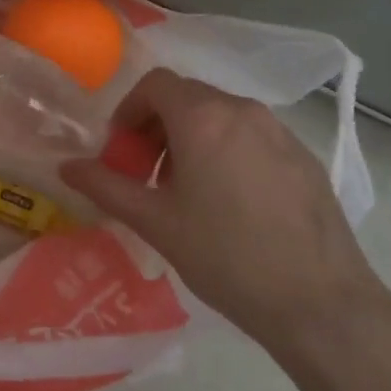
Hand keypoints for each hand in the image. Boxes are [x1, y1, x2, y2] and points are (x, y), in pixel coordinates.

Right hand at [58, 68, 390, 360]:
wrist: (323, 306)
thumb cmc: (228, 258)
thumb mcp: (157, 223)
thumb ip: (106, 186)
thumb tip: (67, 166)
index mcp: (203, 117)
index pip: (155, 84)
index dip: (130, 110)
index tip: (122, 150)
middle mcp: (242, 110)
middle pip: (187, 97)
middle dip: (158, 126)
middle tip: (148, 173)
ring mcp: (279, 131)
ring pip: (221, 116)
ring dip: (192, 138)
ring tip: (188, 191)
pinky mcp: (305, 156)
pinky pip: (252, 136)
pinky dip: (228, 150)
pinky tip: (232, 202)